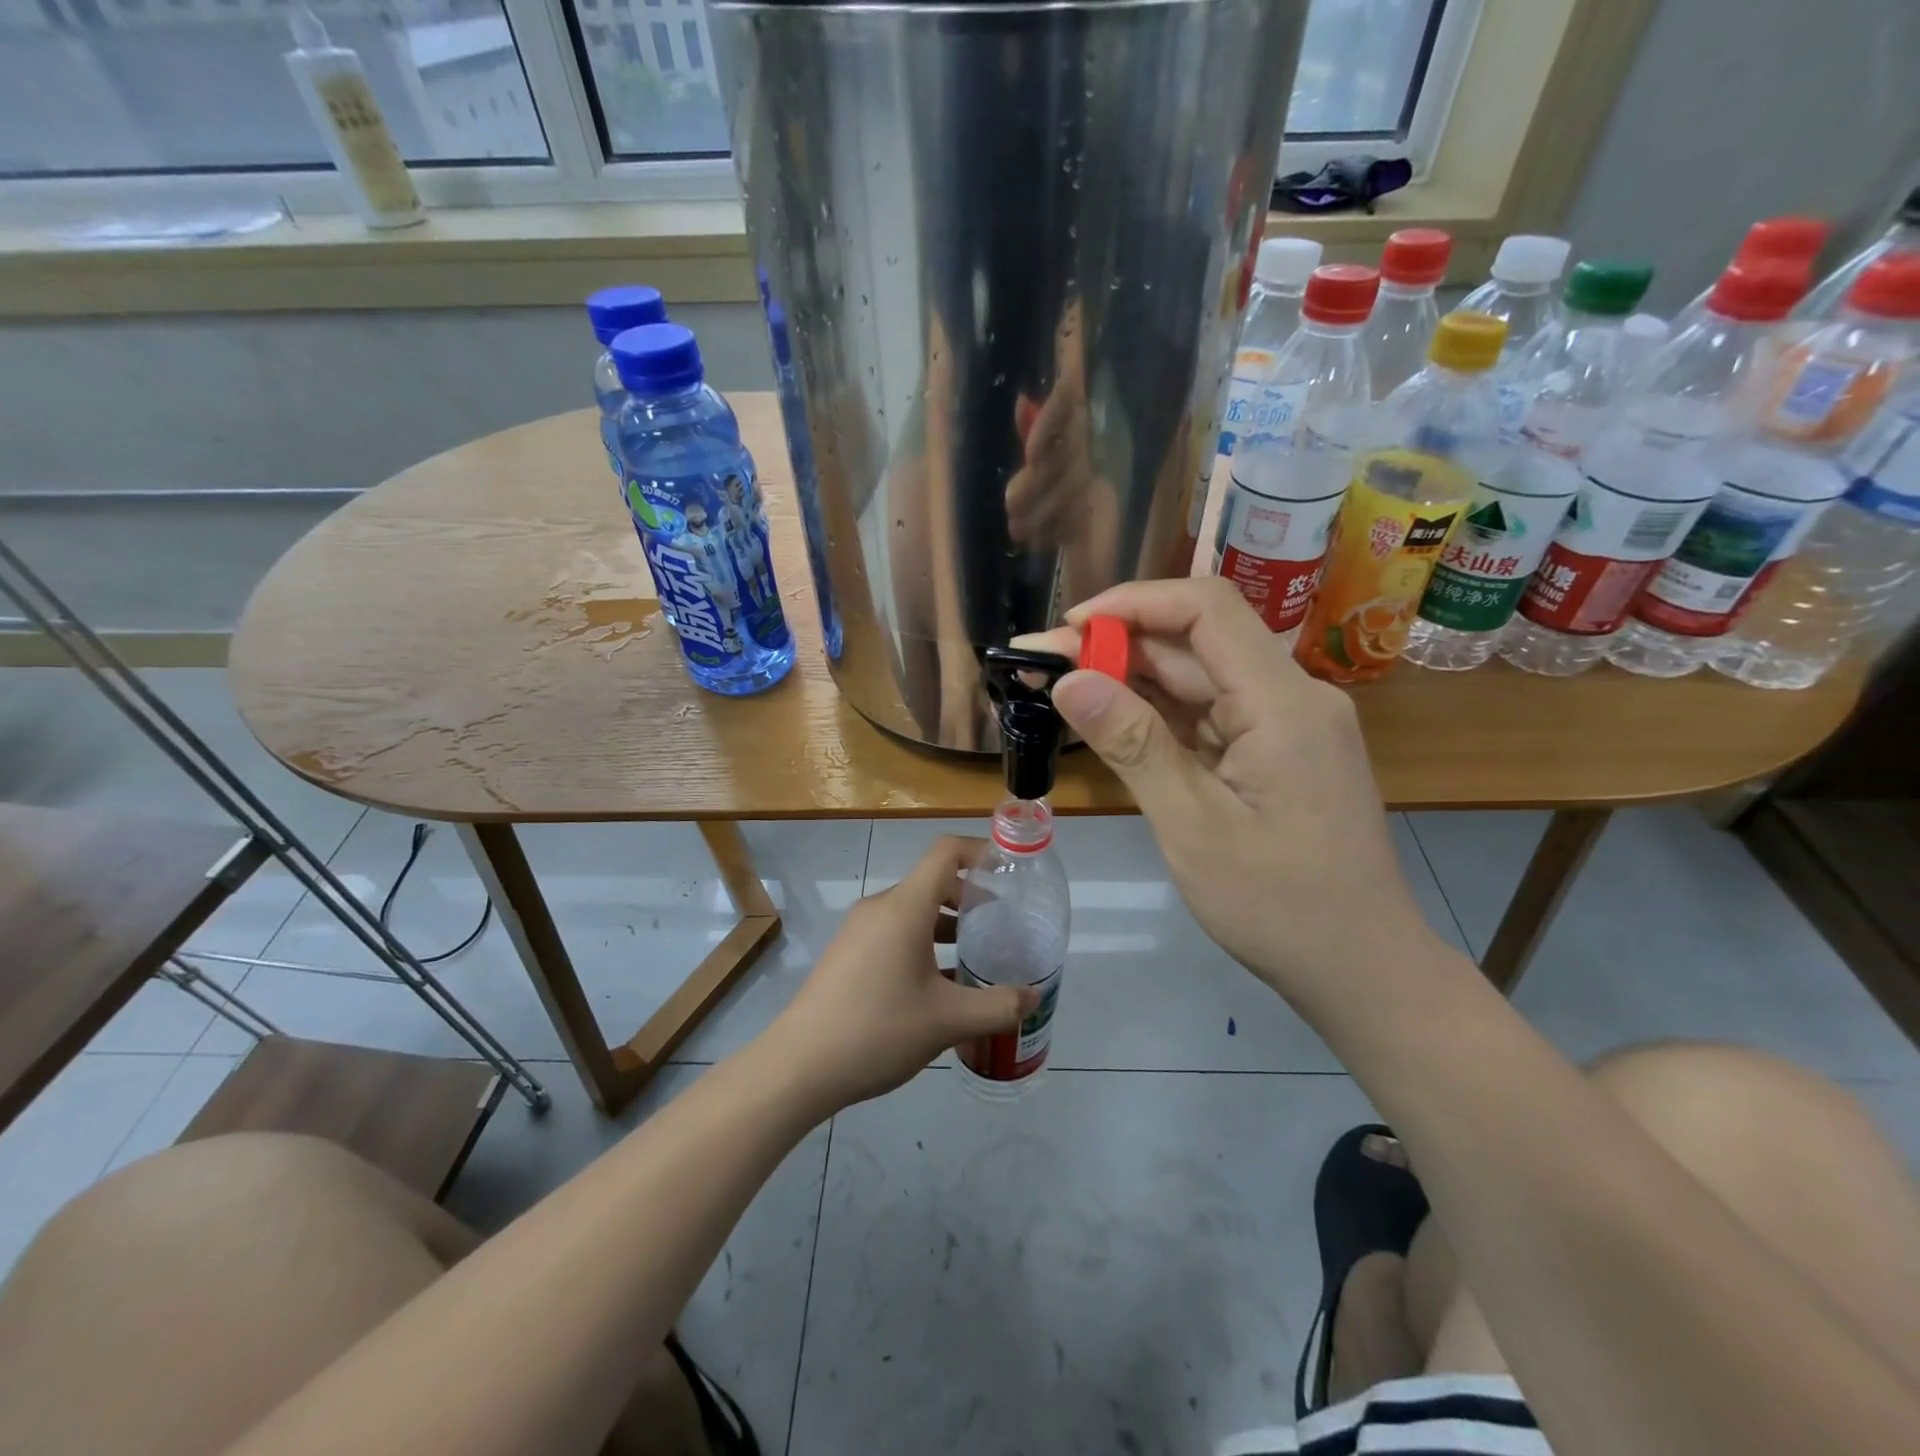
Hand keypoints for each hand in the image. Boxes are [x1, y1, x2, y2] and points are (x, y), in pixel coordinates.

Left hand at [765, 837, 1037, 1110]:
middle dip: (969, 897)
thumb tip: (1034, 996)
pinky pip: (893, 931)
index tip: (1009, 872)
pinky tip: (937, 984)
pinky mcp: (847, 953)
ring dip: (946, 924)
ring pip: (912, 910)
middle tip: (1001, 925)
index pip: (946, 852)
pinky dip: (922, 942)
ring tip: (976, 956)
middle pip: (932, 881)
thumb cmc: (879, 1030)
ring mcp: (858, 930)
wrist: (799, 1066)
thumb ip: (998, 1006)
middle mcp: (880, 908)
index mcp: (905, 907)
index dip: (980, 851)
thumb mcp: (948, 1021)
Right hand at [1016, 578, 1441, 1007]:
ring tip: (1062, 689)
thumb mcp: (1193, 826)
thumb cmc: (1278, 906)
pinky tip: (1111, 721)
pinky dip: (1157, 716)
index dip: (1133, 603)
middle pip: (1196, 643)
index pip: (1206, 611)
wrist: (1360, 967)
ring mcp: (1285, 724)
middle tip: (1041, 665)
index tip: (1070, 628)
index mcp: (1282, 703)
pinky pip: (1209, 715)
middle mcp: (1290, 697)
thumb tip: (1069, 680)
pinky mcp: (1274, 751)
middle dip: (1117, 646)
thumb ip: (1133, 745)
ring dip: (1131, 680)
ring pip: (1198, 679)